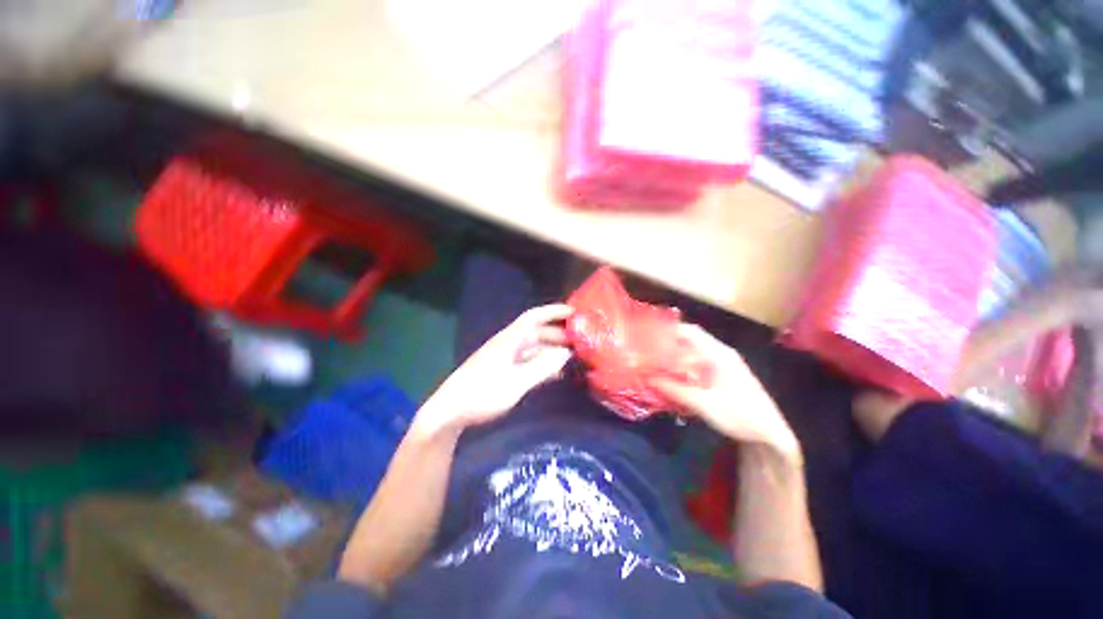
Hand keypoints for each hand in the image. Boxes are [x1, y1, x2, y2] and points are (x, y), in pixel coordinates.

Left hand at [415, 304, 573, 433]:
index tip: (574, 312)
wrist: (450, 410)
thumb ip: (542, 367)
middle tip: (580, 341)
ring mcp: (505, 357)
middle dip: (558, 334)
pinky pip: (528, 361)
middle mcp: (508, 343)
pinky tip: (555, 373)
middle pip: (537, 332)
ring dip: (551, 350)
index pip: (534, 317)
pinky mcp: (502, 370)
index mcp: (510, 339)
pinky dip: (543, 363)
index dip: (554, 312)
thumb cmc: (483, 393)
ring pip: (534, 348)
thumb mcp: (516, 382)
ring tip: (572, 357)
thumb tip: (566, 353)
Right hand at [651, 324, 800, 463]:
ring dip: (675, 355)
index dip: (669, 330)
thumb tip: (647, 378)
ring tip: (654, 362)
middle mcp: (721, 354)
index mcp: (719, 354)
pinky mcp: (723, 376)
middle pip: (690, 340)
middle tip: (647, 351)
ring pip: (693, 352)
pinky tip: (672, 376)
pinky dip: (683, 365)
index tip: (648, 336)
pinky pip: (698, 363)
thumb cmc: (740, 416)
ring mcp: (723, 365)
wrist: (770, 436)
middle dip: (668, 343)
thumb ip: (674, 390)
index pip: (691, 332)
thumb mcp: (704, 404)